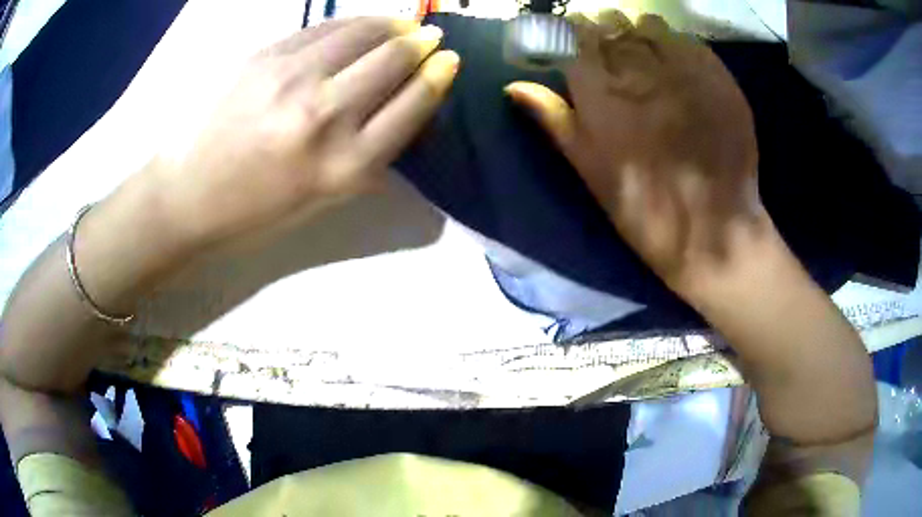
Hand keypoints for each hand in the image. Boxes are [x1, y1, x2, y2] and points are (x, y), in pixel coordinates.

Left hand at [151, 18, 458, 250]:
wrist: (188, 194)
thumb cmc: (257, 208)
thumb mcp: (324, 198)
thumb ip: (369, 154)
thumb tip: (403, 104)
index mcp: (345, 166)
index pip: (413, 105)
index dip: (438, 77)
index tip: (447, 61)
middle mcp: (325, 116)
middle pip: (394, 60)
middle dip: (422, 44)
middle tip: (429, 38)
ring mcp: (292, 78)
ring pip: (362, 33)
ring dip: (392, 25)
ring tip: (402, 26)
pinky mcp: (265, 56)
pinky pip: (323, 28)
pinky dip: (352, 23)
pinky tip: (360, 26)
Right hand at [505, 11, 763, 291]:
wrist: (713, 232)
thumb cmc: (644, 210)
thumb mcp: (589, 171)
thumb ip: (553, 119)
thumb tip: (513, 86)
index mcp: (601, 95)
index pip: (576, 36)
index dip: (574, 35)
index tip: (578, 44)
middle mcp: (640, 71)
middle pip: (613, 25)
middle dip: (607, 33)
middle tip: (613, 53)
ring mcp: (683, 71)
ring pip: (649, 26)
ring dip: (641, 35)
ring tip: (647, 57)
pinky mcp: (717, 78)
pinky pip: (688, 41)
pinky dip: (677, 46)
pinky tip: (680, 68)